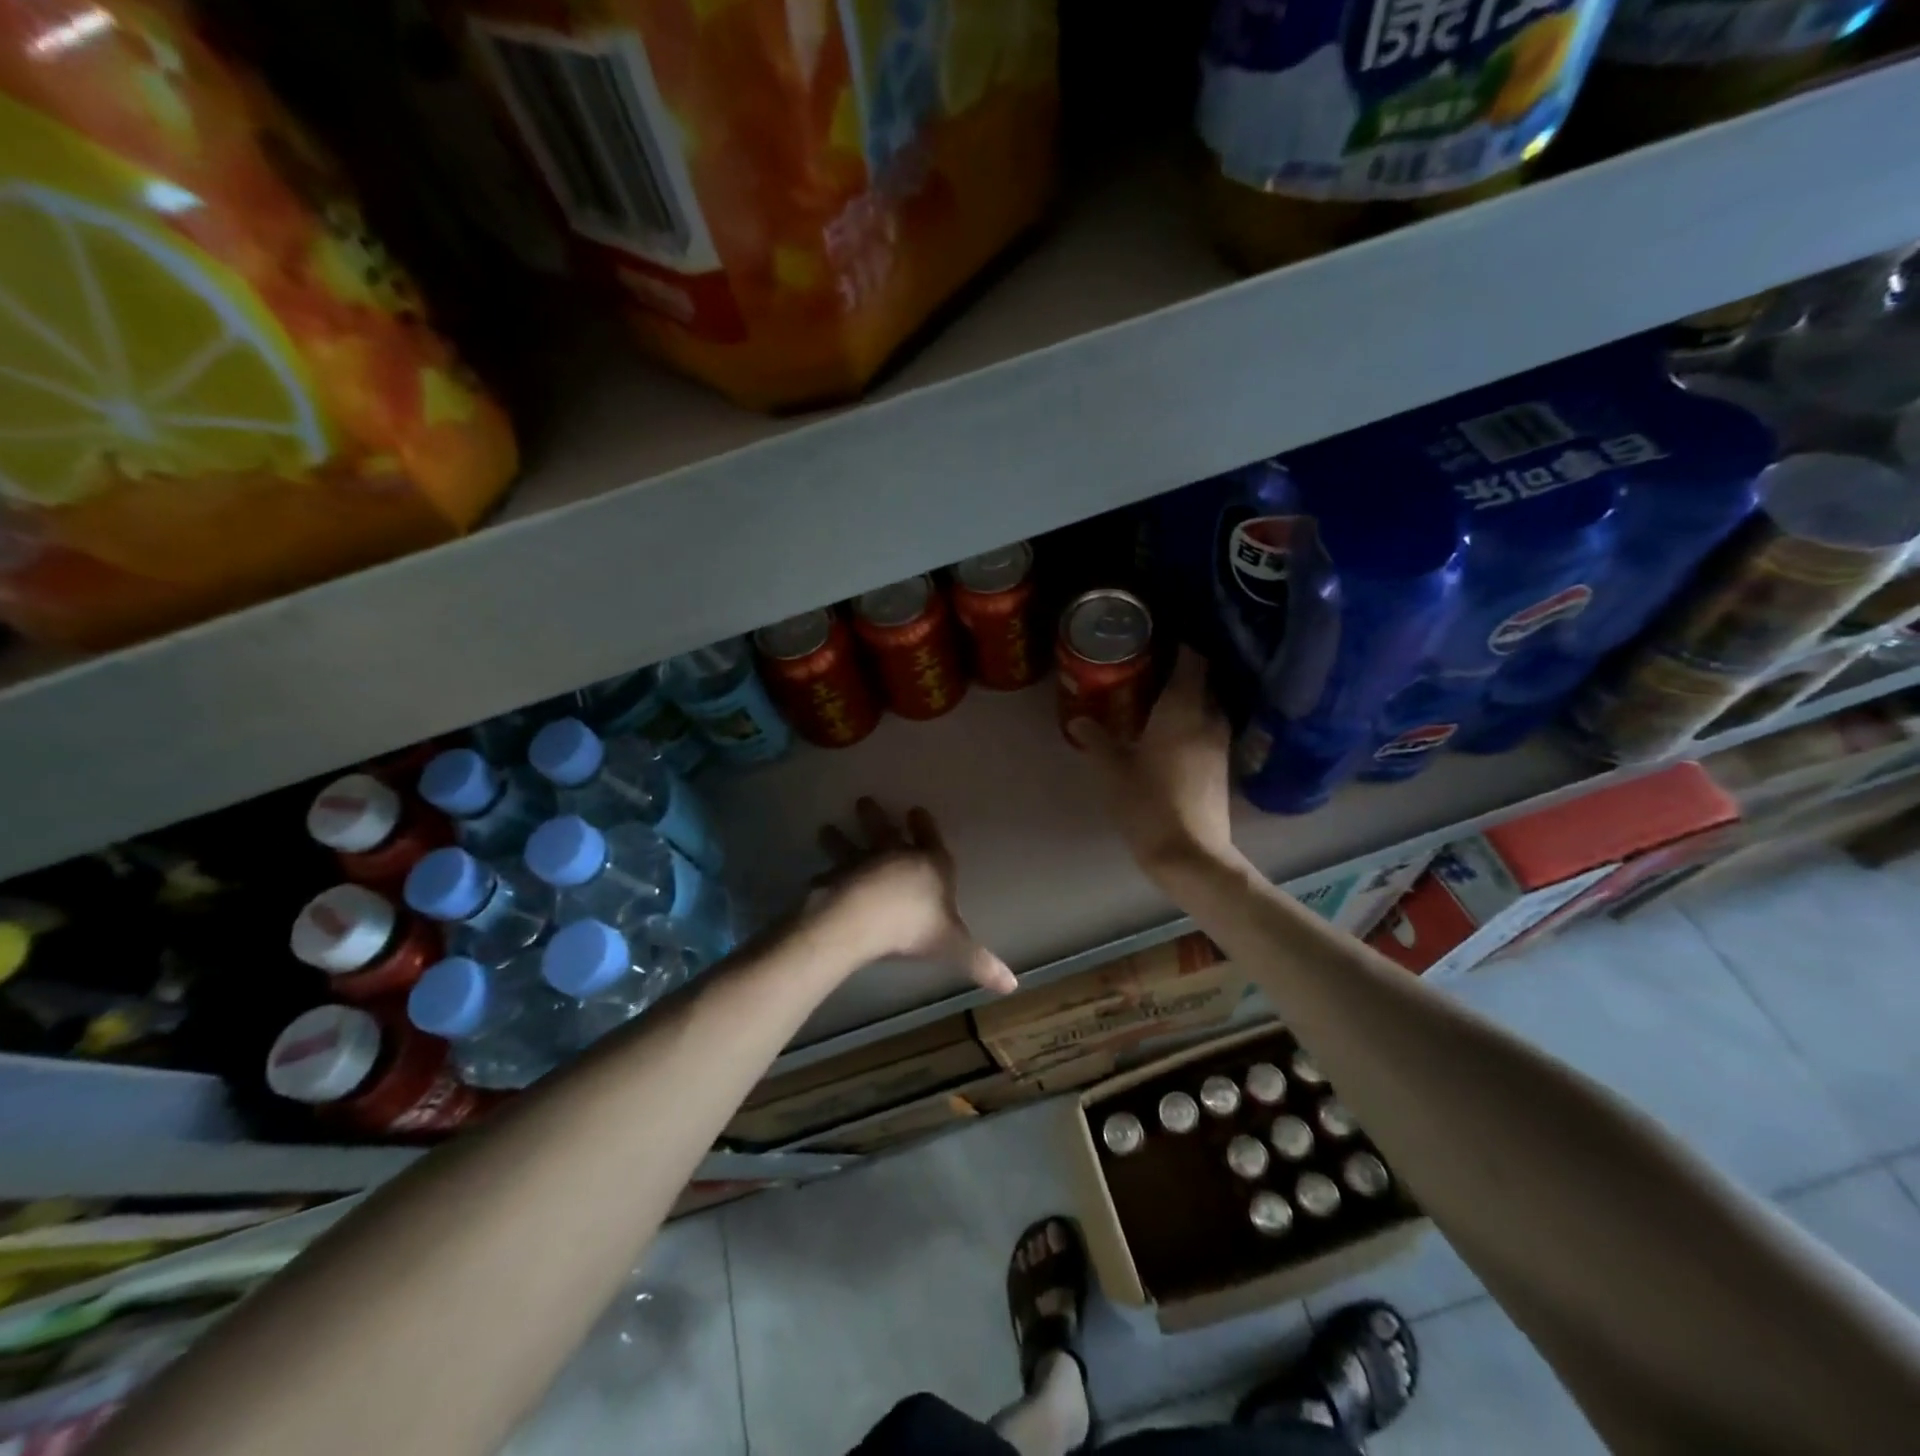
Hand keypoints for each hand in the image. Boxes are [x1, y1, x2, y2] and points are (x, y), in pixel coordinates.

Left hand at [812, 798, 1015, 993]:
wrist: (864, 919)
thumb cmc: (914, 926)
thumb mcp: (953, 945)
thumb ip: (979, 962)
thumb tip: (1012, 985)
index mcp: (930, 865)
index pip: (929, 839)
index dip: (924, 826)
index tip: (916, 810)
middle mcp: (895, 857)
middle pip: (885, 832)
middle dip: (876, 818)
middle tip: (863, 801)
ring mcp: (861, 864)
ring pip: (850, 846)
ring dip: (839, 839)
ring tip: (825, 829)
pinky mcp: (835, 879)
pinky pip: (828, 875)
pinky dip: (823, 876)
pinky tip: (815, 877)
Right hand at [1068, 648, 1237, 876]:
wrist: (1190, 854)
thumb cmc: (1148, 804)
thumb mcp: (1113, 771)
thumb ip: (1096, 740)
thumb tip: (1079, 720)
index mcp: (1182, 710)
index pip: (1193, 661)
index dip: (1180, 645)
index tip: (1158, 640)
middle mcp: (1208, 719)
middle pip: (1203, 682)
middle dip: (1181, 672)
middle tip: (1149, 670)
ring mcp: (1220, 744)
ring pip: (1207, 706)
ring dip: (1188, 699)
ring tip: (1157, 700)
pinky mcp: (1222, 766)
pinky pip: (1208, 729)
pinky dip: (1193, 722)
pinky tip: (1170, 734)